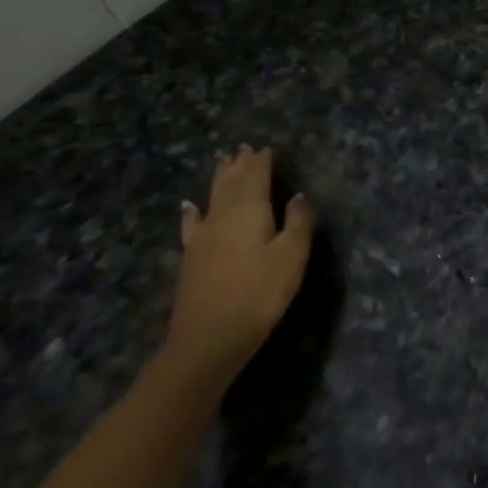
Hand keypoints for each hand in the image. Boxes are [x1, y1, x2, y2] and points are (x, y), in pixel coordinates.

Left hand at [165, 146, 314, 381]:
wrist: (208, 340)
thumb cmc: (259, 294)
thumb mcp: (291, 257)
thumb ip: (298, 222)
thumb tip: (299, 196)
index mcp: (250, 211)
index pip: (256, 177)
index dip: (261, 162)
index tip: (266, 147)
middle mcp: (223, 216)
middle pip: (231, 183)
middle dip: (239, 165)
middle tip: (242, 147)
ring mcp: (203, 237)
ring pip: (212, 198)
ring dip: (219, 179)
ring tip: (222, 162)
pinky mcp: (191, 258)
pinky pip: (193, 224)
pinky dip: (192, 212)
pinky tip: (189, 207)